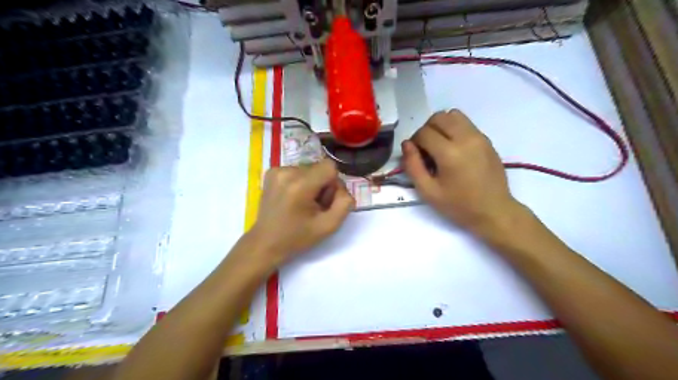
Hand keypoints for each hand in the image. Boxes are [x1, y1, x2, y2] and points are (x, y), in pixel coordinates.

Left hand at [248, 160, 354, 267]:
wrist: (265, 242)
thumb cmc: (297, 237)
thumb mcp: (329, 226)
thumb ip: (344, 204)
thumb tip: (342, 188)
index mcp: (300, 185)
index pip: (330, 167)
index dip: (333, 184)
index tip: (325, 201)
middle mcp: (287, 172)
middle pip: (320, 168)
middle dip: (322, 185)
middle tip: (313, 207)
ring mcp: (277, 170)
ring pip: (309, 169)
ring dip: (312, 184)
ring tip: (301, 204)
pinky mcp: (271, 172)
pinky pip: (297, 171)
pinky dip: (300, 182)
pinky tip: (292, 198)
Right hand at [402, 108, 522, 233]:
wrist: (494, 211)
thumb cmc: (458, 205)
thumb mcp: (428, 191)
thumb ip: (412, 166)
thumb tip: (407, 144)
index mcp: (450, 153)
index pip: (424, 132)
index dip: (414, 142)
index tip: (416, 156)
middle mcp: (466, 138)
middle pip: (438, 117)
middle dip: (426, 130)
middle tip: (426, 149)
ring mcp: (479, 137)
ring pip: (453, 114)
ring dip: (441, 125)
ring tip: (440, 145)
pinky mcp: (487, 139)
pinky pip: (466, 123)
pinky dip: (454, 129)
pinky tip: (454, 149)